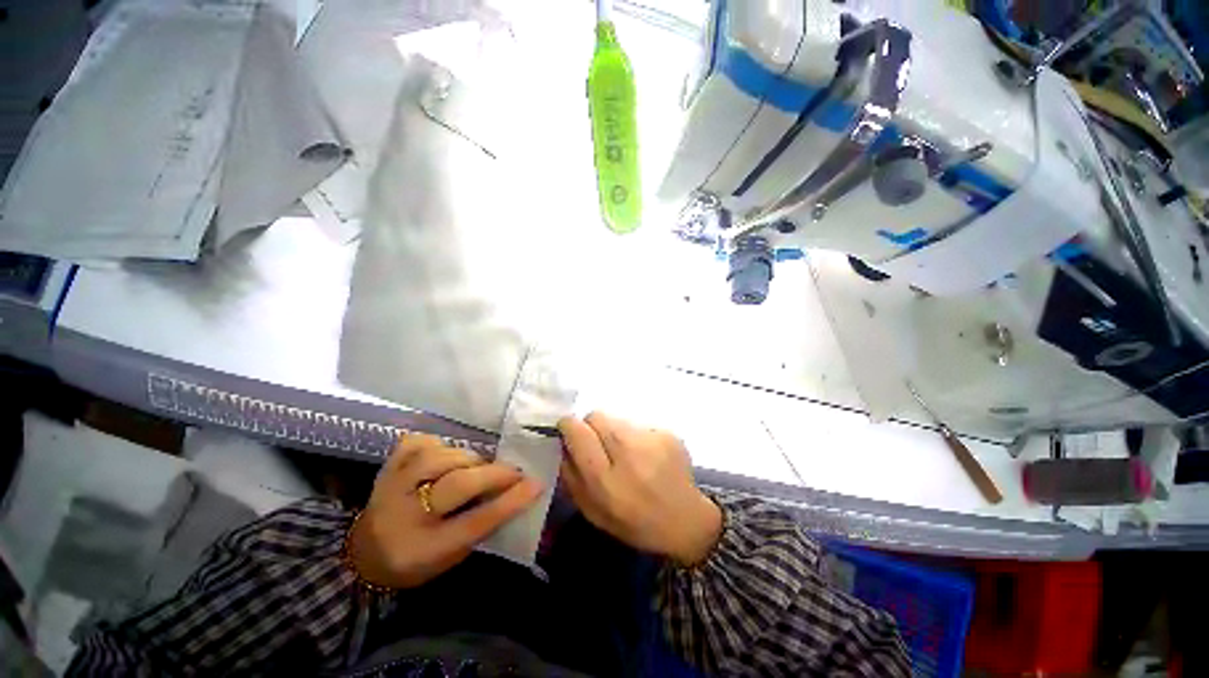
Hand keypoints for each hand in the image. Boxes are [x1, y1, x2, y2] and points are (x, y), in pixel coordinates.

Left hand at [347, 434, 542, 588]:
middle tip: (514, 471)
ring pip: (440, 457)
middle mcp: (403, 516)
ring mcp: (390, 486)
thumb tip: (516, 490)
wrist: (363, 555)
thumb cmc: (416, 561)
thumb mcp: (451, 557)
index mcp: (422, 549)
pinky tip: (446, 455)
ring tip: (478, 466)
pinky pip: (419, 443)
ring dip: (469, 458)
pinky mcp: (386, 466)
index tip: (536, 484)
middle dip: (494, 474)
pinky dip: (439, 444)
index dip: (510, 502)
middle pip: (457, 485)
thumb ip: (481, 525)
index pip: (474, 523)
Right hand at [558, 412, 721, 566]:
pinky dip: (636, 437)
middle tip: (599, 445)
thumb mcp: (593, 512)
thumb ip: (571, 477)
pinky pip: (639, 425)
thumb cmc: (635, 523)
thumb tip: (562, 444)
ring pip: (618, 419)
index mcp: (605, 480)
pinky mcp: (668, 434)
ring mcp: (651, 441)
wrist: (686, 521)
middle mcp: (628, 454)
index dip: (569, 426)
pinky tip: (647, 457)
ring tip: (628, 455)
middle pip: (596, 416)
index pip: (578, 432)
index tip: (569, 431)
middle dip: (591, 426)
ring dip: (615, 432)